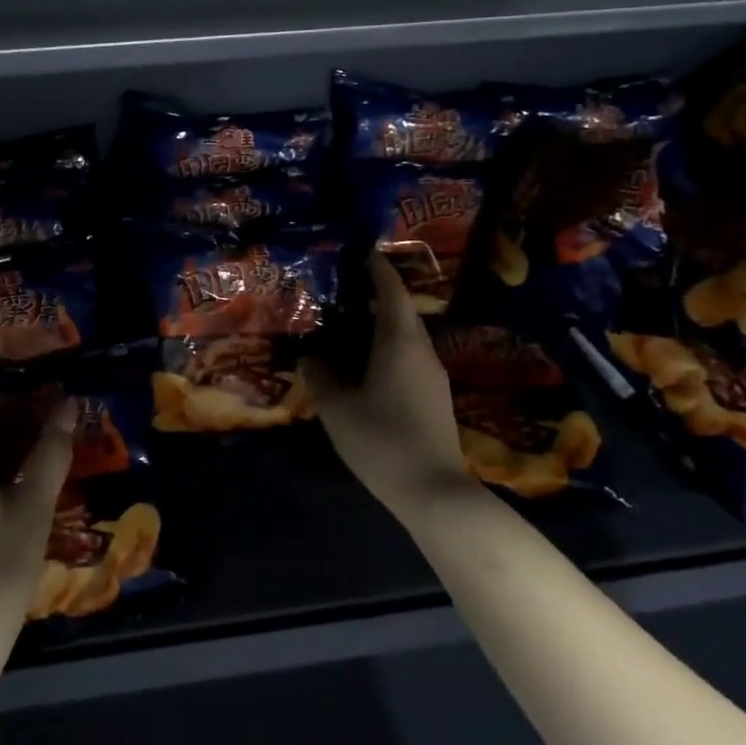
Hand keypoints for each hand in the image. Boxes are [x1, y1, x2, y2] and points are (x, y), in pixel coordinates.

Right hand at [302, 254, 471, 518]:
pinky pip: (409, 358)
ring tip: (349, 324)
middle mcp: (422, 351)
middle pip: (401, 312)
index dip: (377, 269)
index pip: (391, 292)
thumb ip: (321, 375)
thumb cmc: (382, 440)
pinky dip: (387, 348)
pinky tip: (366, 364)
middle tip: (343, 289)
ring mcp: (433, 376)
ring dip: (381, 324)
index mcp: (400, 343)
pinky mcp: (434, 398)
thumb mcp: (338, 408)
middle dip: (376, 295)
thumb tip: (310, 354)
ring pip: (406, 337)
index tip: (360, 252)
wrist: (434, 492)